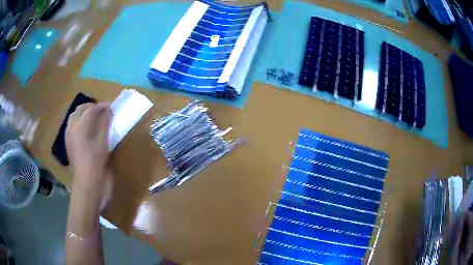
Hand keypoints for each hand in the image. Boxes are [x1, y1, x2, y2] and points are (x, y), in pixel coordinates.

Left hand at [65, 102, 111, 186]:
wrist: (87, 184)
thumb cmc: (96, 164)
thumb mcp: (103, 144)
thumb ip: (104, 125)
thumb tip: (108, 111)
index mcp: (80, 127)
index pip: (90, 109)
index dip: (101, 106)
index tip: (110, 105)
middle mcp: (72, 128)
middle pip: (80, 109)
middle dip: (91, 107)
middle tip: (102, 111)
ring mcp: (68, 135)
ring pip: (74, 116)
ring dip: (84, 113)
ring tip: (93, 118)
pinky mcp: (68, 143)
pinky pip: (72, 125)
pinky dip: (79, 122)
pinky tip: (86, 129)